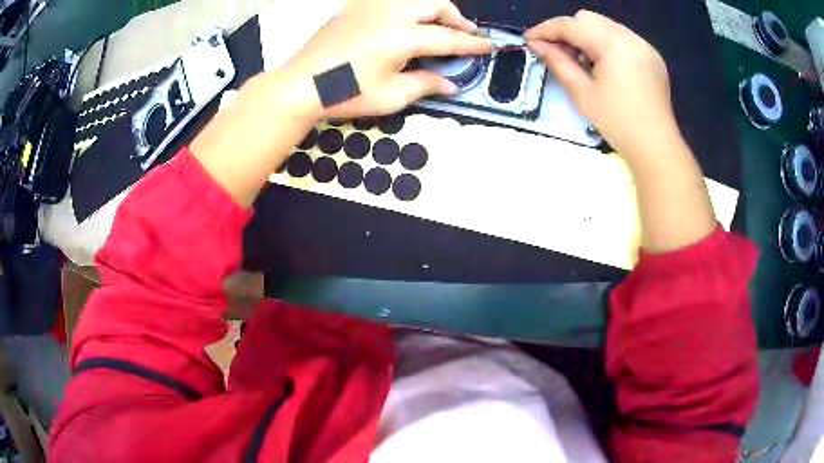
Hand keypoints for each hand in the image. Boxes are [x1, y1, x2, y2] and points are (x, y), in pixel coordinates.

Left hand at [281, 0, 491, 119]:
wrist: (301, 84)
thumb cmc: (345, 94)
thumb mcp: (390, 96)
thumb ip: (425, 85)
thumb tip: (451, 85)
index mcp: (401, 37)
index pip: (447, 37)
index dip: (471, 43)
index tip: (490, 45)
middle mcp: (390, 13)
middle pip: (435, 4)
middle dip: (456, 17)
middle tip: (464, 32)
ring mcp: (370, 7)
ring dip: (433, 8)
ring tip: (438, 24)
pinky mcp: (355, 7)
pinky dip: (408, 6)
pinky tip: (406, 20)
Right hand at [525, 11, 676, 162]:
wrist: (657, 147)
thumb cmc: (618, 123)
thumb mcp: (582, 93)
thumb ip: (557, 62)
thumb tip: (536, 44)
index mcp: (613, 44)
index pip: (571, 25)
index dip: (546, 30)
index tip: (529, 40)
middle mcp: (629, 36)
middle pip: (588, 19)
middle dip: (568, 31)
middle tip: (559, 54)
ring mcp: (643, 45)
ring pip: (604, 25)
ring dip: (587, 37)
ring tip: (583, 62)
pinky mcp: (651, 55)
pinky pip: (621, 37)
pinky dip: (606, 44)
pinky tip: (606, 66)